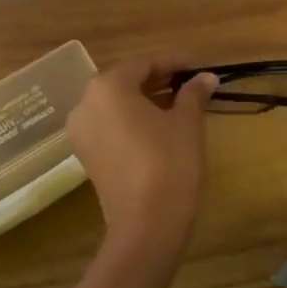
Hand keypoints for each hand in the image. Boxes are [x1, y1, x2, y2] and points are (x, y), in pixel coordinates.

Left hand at [66, 59, 216, 253]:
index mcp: (108, 87)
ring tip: (178, 105)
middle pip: (125, 82)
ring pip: (115, 104)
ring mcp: (81, 131)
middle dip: (157, 80)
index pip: (143, 64)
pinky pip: (109, 125)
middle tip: (189, 85)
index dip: (173, 63)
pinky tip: (158, 127)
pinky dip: (131, 120)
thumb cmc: (169, 163)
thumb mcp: (187, 124)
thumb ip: (193, 94)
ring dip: (144, 100)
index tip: (196, 67)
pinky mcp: (85, 154)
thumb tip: (205, 77)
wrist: (146, 224)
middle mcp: (86, 103)